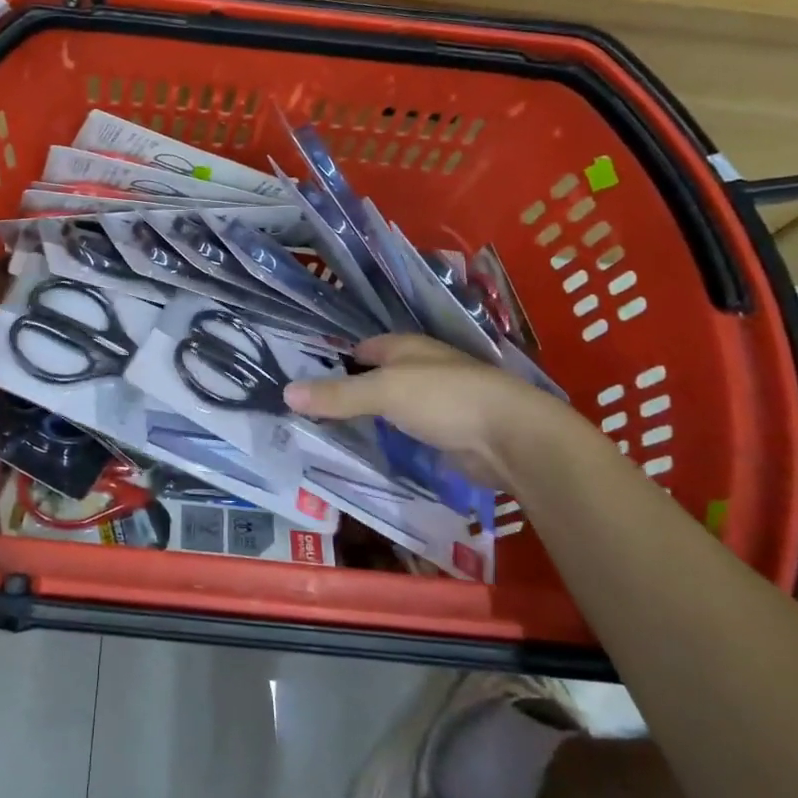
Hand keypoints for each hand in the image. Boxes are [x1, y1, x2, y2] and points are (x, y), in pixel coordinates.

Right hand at [285, 334, 606, 490]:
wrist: (511, 437)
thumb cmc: (444, 398)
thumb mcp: (383, 392)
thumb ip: (337, 395)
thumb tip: (286, 392)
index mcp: (405, 347)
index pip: (363, 347)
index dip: (337, 359)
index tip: (307, 379)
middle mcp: (421, 368)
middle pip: (377, 376)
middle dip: (351, 390)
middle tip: (313, 411)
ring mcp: (438, 400)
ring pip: (394, 406)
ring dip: (372, 417)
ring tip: (334, 433)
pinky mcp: (450, 431)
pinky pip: (410, 432)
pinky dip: (393, 438)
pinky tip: (374, 451)